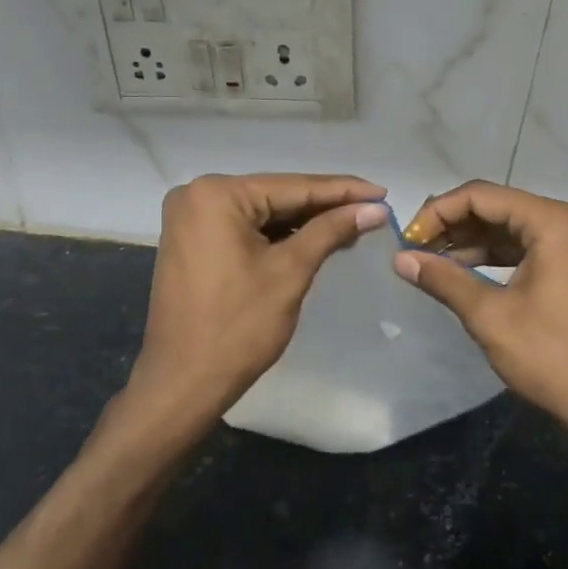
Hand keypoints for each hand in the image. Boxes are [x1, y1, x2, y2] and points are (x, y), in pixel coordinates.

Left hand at [131, 173, 387, 422]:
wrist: (184, 381)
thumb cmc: (239, 326)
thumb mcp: (291, 271)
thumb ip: (331, 231)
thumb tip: (375, 208)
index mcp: (217, 194)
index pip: (294, 186)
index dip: (343, 190)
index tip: (383, 192)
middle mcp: (197, 195)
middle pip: (276, 196)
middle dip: (325, 206)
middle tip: (373, 209)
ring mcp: (189, 218)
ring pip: (262, 213)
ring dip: (304, 222)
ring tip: (353, 225)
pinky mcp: (190, 241)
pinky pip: (244, 228)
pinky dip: (277, 235)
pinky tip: (314, 239)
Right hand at [394, 181, 567, 441]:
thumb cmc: (550, 356)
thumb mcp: (489, 315)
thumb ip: (444, 279)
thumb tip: (401, 259)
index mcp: (552, 222)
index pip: (481, 196)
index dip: (437, 212)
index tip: (408, 240)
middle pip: (497, 207)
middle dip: (453, 225)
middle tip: (415, 251)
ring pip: (512, 229)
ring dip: (472, 242)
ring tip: (432, 263)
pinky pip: (528, 248)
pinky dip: (495, 257)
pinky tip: (465, 273)